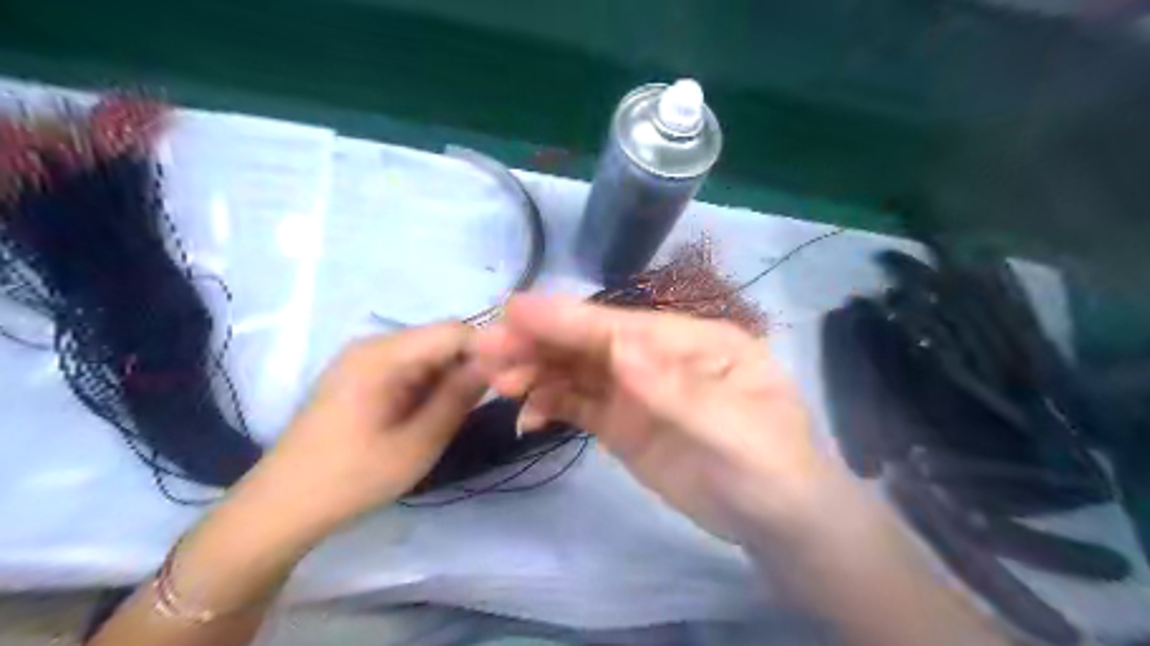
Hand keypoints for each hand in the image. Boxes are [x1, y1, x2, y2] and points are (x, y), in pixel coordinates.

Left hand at [245, 322, 483, 540]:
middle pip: (441, 337)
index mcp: (383, 355)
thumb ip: (459, 397)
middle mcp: (373, 343)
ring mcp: (364, 357)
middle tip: (495, 396)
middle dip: (473, 361)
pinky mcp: (361, 373)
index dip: (489, 348)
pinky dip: (431, 381)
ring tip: (467, 407)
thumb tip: (498, 363)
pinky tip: (435, 409)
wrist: (281, 506)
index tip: (513, 378)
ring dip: (453, 373)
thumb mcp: (418, 443)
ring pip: (428, 351)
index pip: (454, 331)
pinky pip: (410, 364)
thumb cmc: (353, 478)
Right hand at [471, 295, 841, 542]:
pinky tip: (527, 416)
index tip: (513, 311)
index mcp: (693, 340)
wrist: (777, 522)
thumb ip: (674, 388)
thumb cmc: (770, 467)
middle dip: (540, 342)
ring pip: (578, 370)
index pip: (622, 325)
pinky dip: (549, 403)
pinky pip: (578, 405)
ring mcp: (638, 390)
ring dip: (536, 371)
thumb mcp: (734, 429)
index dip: (568, 318)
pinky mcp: (623, 423)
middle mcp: (659, 356)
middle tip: (486, 350)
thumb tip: (619, 346)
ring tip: (496, 380)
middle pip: (591, 343)